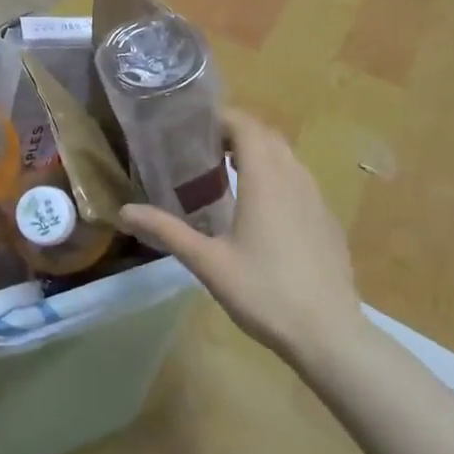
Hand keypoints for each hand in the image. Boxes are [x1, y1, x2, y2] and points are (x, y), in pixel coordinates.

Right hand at [120, 109, 364, 368]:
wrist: (330, 335)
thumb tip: (123, 211)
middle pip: (267, 136)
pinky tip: (262, 208)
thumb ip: (167, 230)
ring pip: (287, 158)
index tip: (194, 125)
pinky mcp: (328, 221)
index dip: (222, 118)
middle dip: (237, 133)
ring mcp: (317, 199)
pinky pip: (300, 181)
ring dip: (259, 153)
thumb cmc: (265, 292)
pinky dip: (278, 176)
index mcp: (265, 179)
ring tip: (228, 171)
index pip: (246, 126)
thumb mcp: (208, 262)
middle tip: (204, 147)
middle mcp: (294, 179)